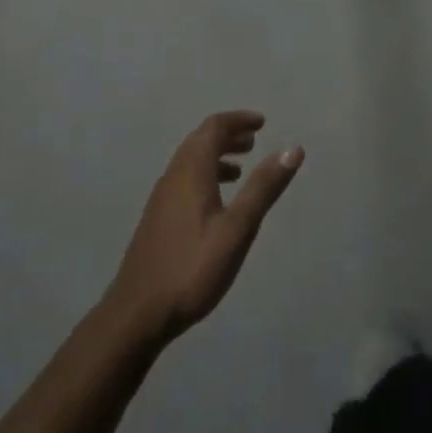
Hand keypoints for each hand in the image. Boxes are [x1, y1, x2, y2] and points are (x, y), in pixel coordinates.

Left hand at [105, 111, 303, 347]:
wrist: (138, 312)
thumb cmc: (193, 268)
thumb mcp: (237, 229)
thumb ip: (263, 188)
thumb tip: (293, 149)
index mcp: (191, 172)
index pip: (213, 128)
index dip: (237, 120)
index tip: (262, 123)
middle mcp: (173, 176)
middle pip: (199, 141)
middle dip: (227, 135)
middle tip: (254, 141)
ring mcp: (161, 198)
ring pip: (190, 162)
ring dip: (215, 156)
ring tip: (240, 169)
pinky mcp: (157, 218)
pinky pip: (184, 180)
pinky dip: (204, 175)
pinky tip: (216, 203)